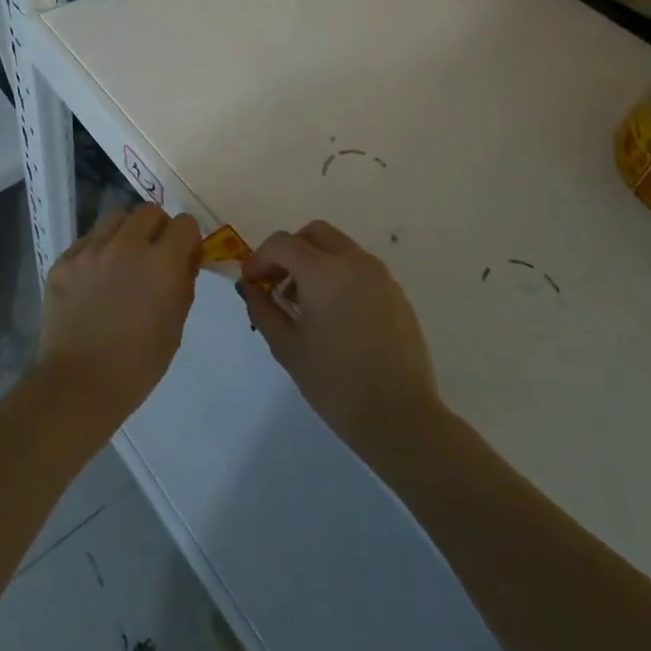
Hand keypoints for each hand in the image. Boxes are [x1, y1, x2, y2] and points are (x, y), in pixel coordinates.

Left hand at [36, 205, 201, 428]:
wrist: (80, 383)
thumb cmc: (138, 363)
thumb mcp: (176, 323)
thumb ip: (183, 281)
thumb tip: (184, 257)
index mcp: (162, 263)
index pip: (184, 223)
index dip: (186, 238)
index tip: (183, 254)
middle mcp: (127, 246)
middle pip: (149, 211)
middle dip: (157, 228)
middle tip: (153, 254)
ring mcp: (91, 250)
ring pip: (116, 217)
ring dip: (126, 232)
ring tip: (122, 259)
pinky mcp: (64, 260)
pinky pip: (88, 240)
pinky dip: (98, 250)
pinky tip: (95, 278)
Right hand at [239, 220, 442, 453]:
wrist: (400, 417)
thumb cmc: (335, 383)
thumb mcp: (287, 347)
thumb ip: (263, 309)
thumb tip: (250, 287)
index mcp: (324, 271)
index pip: (283, 243)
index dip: (260, 258)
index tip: (251, 283)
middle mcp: (354, 262)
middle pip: (314, 234)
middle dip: (290, 251)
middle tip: (277, 283)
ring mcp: (380, 276)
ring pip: (339, 248)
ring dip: (315, 261)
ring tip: (304, 304)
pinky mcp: (396, 293)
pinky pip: (360, 268)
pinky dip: (339, 276)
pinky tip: (334, 315)